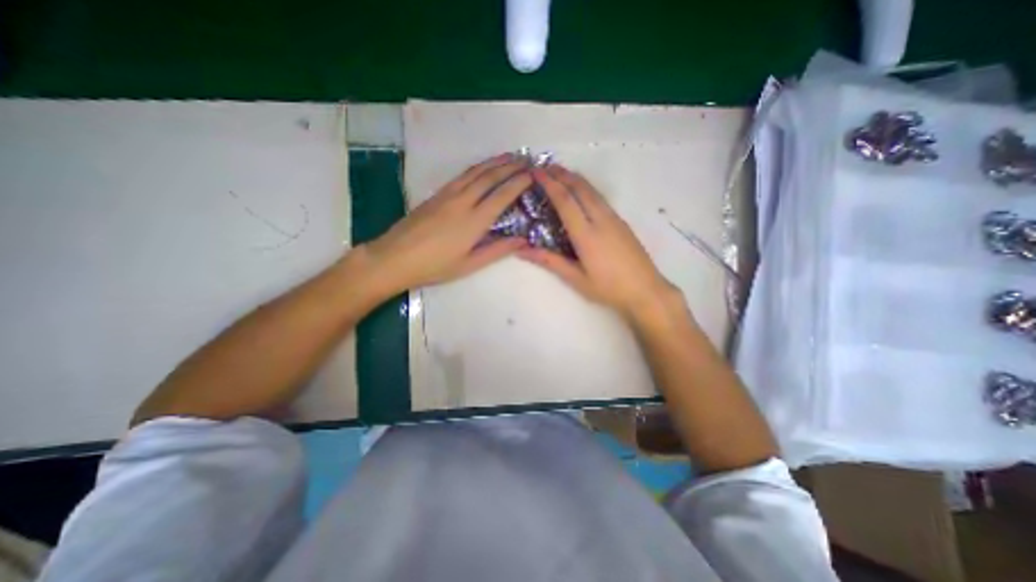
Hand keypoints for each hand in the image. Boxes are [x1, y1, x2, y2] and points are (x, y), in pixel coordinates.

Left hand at [362, 153, 527, 295]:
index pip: (502, 195)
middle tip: (527, 160)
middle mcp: (463, 201)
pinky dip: (478, 167)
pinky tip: (483, 167)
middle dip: (511, 166)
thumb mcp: (470, 264)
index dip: (519, 183)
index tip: (533, 175)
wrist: (395, 257)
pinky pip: (462, 175)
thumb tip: (523, 240)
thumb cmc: (435, 266)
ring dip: (495, 161)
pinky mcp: (437, 193)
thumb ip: (498, 251)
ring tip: (510, 156)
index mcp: (474, 221)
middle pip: (490, 177)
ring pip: (476, 171)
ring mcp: (448, 194)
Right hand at [519, 164, 680, 321]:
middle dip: (562, 174)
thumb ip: (549, 261)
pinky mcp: (621, 221)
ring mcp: (614, 218)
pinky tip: (581, 191)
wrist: (646, 290)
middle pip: (580, 188)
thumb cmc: (608, 288)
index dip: (550, 184)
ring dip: (575, 178)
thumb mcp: (576, 278)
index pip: (565, 201)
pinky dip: (586, 188)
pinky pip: (600, 197)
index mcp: (586, 234)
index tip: (536, 172)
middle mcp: (601, 219)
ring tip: (560, 172)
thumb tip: (522, 250)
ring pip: (592, 190)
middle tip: (545, 165)